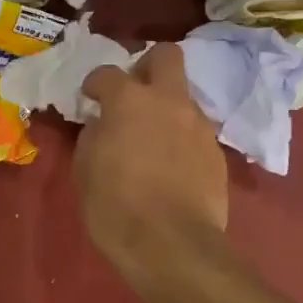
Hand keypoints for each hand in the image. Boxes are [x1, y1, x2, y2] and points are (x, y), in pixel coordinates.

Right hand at [76, 44, 228, 286]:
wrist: (172, 246)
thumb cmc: (116, 206)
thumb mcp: (85, 169)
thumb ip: (94, 135)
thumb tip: (103, 124)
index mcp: (129, 100)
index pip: (107, 73)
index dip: (94, 84)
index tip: (90, 99)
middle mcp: (169, 102)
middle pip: (166, 56)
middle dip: (147, 66)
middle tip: (133, 93)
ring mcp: (198, 125)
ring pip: (183, 97)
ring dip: (166, 108)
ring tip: (151, 139)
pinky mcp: (216, 152)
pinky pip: (194, 131)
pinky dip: (181, 138)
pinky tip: (170, 165)